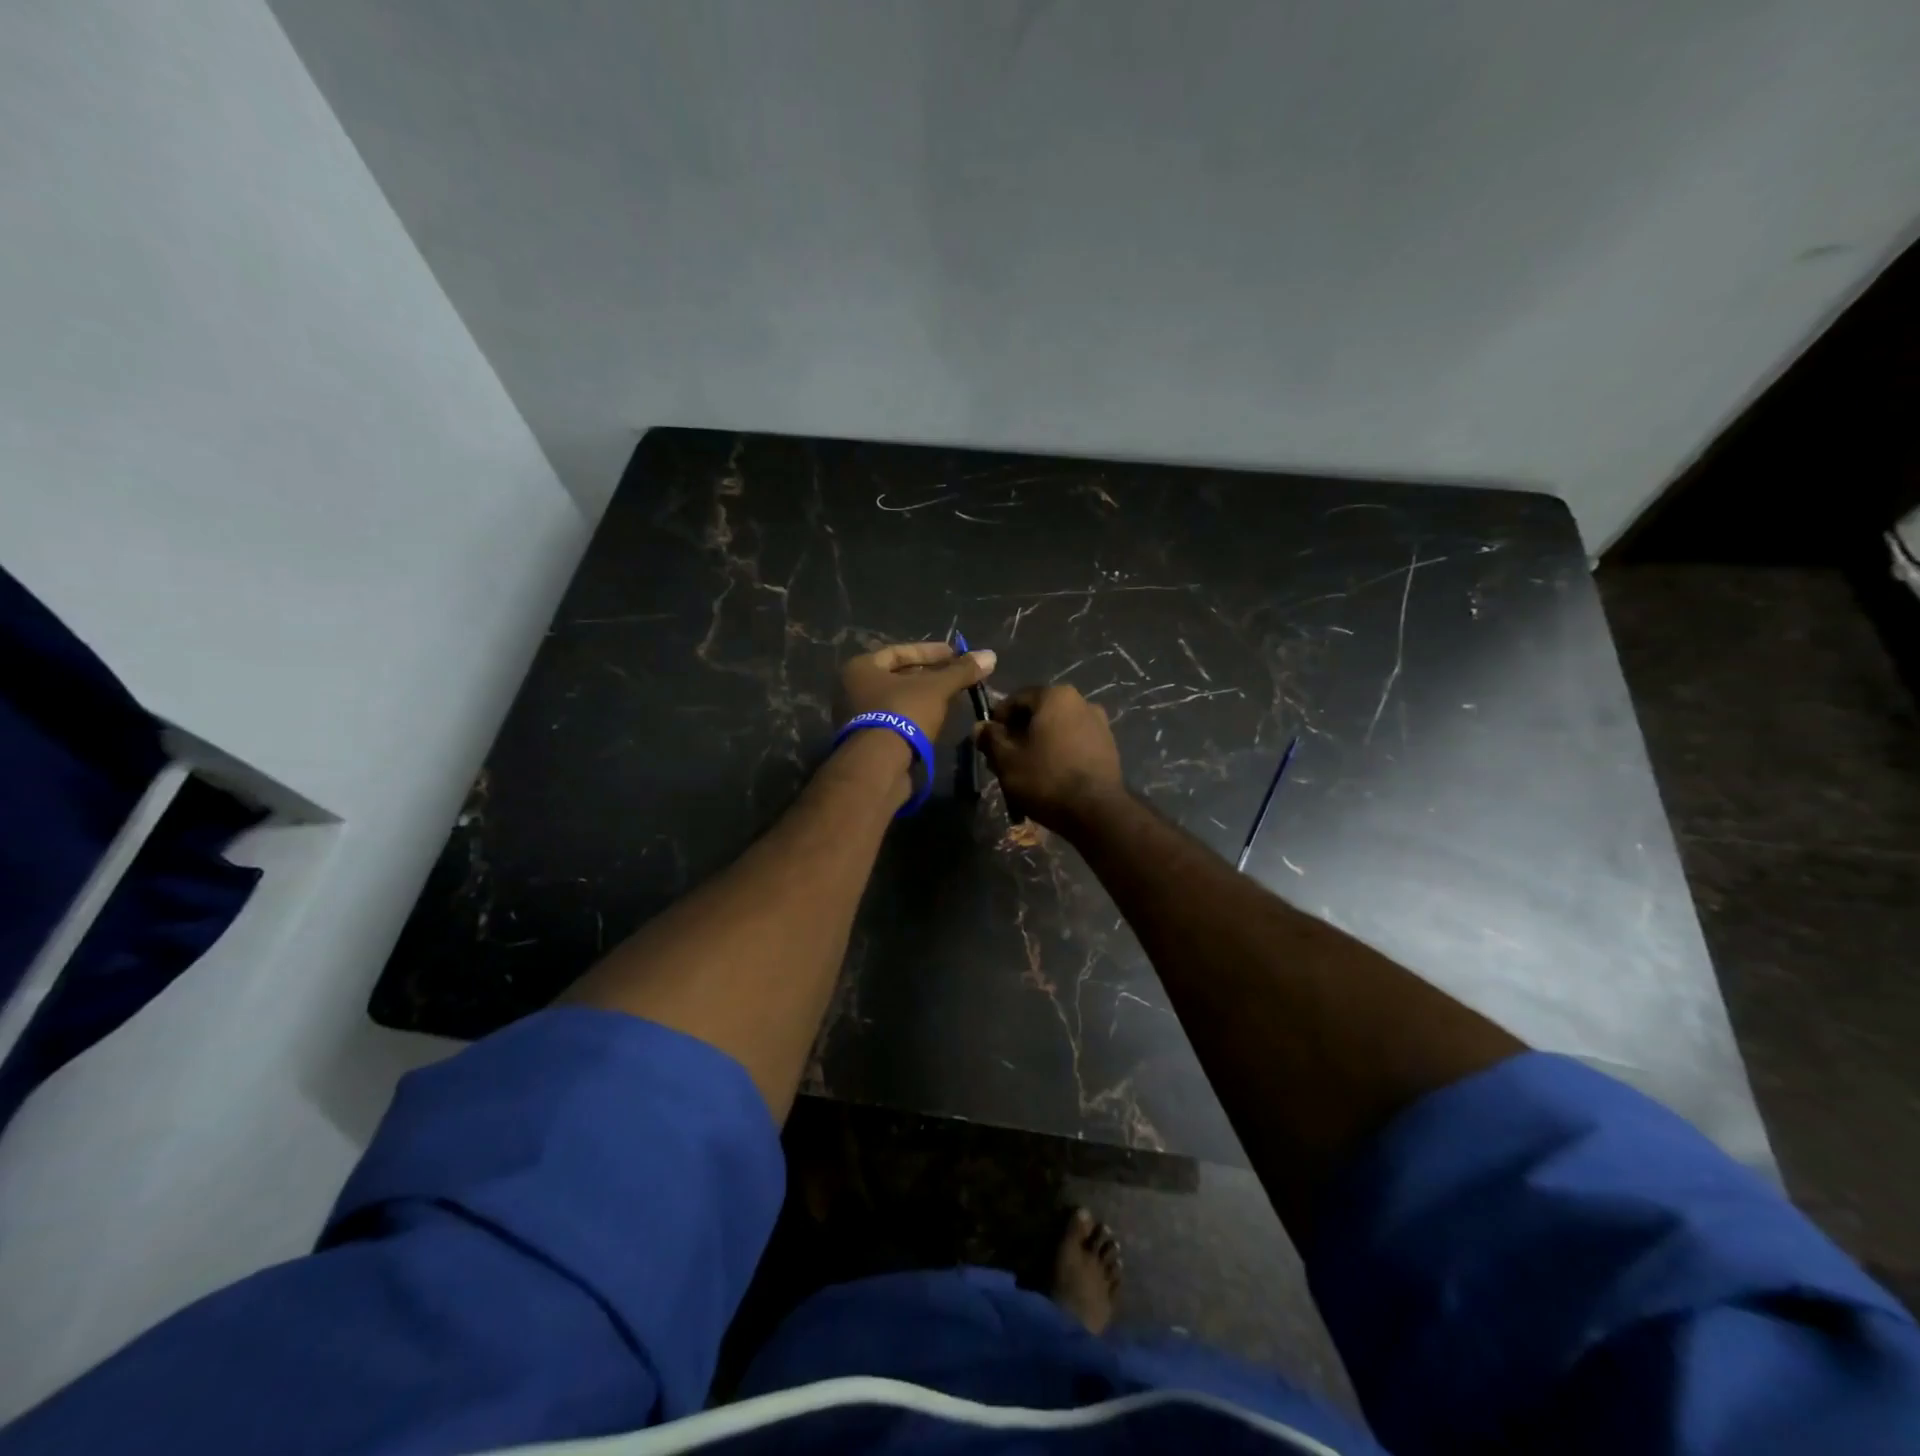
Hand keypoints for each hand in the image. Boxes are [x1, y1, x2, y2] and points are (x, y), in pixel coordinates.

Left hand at [839, 640, 996, 741]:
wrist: (880, 765)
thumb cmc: (904, 713)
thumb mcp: (937, 688)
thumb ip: (961, 671)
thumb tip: (990, 655)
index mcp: (861, 667)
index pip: (900, 651)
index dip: (931, 651)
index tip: (956, 655)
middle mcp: (853, 689)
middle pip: (899, 676)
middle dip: (930, 675)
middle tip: (957, 676)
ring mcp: (858, 717)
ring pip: (898, 700)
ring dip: (925, 697)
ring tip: (952, 697)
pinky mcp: (869, 741)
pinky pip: (896, 720)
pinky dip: (917, 716)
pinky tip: (938, 719)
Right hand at [976, 685, 1124, 829]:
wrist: (1096, 811)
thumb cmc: (1046, 778)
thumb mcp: (1007, 760)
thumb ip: (991, 738)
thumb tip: (980, 727)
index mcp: (1056, 696)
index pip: (1016, 699)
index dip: (997, 719)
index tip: (988, 741)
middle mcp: (1082, 701)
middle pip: (1039, 713)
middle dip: (1019, 732)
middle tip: (1004, 758)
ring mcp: (1100, 724)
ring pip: (1058, 729)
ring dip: (1039, 743)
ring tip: (1026, 769)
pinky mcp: (1109, 747)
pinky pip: (1075, 743)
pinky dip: (1059, 752)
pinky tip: (1050, 775)